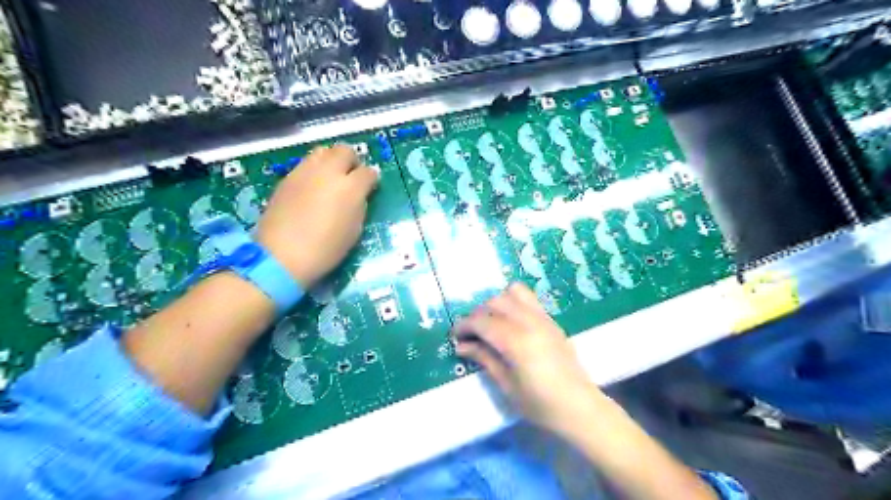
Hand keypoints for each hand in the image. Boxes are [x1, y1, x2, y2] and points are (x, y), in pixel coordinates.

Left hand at [255, 145, 376, 289]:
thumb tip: (360, 195)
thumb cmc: (326, 249)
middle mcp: (328, 172)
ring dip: (331, 160)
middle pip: (344, 150)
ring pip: (322, 151)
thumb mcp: (354, 230)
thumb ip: (359, 205)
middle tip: (352, 175)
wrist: (282, 255)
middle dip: (352, 160)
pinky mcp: (287, 178)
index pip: (368, 172)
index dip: (372, 178)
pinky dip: (314, 169)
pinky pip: (305, 164)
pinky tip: (312, 187)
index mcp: (350, 188)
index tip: (371, 186)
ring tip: (331, 177)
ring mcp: (305, 172)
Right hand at [453, 286, 604, 436]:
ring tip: (491, 323)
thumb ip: (485, 359)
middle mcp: (530, 322)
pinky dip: (513, 302)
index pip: (482, 322)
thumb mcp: (507, 385)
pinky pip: (528, 299)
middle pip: (495, 303)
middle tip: (471, 334)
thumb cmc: (540, 404)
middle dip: (477, 314)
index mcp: (517, 342)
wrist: (579, 407)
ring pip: (512, 293)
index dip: (464, 326)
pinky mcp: (551, 320)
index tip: (455, 336)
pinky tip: (509, 322)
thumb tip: (462, 345)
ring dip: (496, 303)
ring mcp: (543, 318)